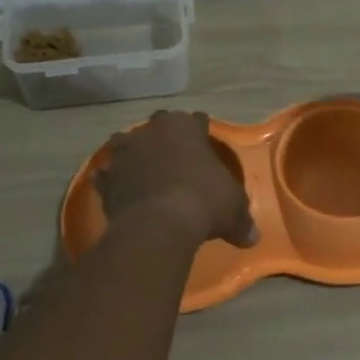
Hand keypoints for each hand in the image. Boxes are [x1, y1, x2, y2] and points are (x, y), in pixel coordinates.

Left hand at [95, 111, 257, 248]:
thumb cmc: (205, 202)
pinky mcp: (106, 179)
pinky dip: (113, 180)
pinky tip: (120, 189)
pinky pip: (109, 175)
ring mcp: (124, 153)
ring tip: (143, 168)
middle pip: (159, 125)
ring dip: (134, 153)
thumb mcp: (234, 209)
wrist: (158, 225)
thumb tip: (252, 238)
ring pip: (127, 143)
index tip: (205, 142)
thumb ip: (242, 219)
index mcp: (185, 127)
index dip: (202, 132)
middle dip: (166, 137)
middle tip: (176, 155)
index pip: (196, 120)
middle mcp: (152, 132)